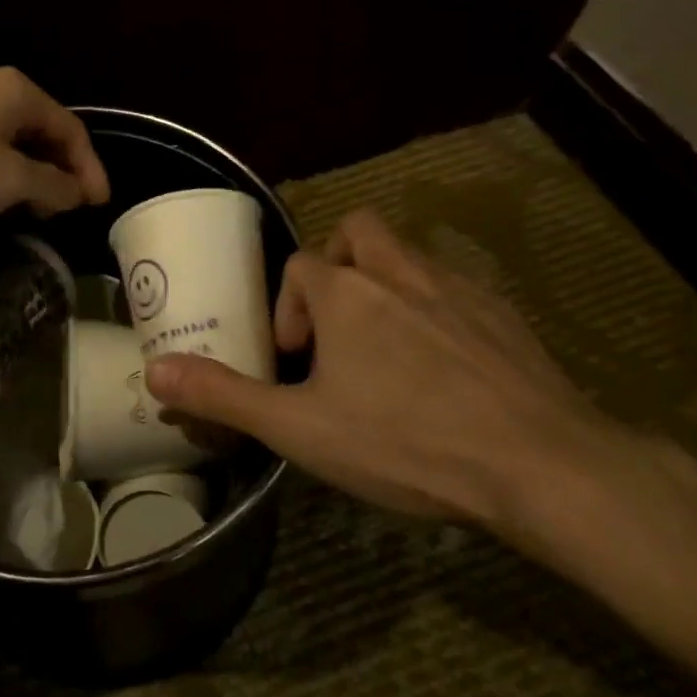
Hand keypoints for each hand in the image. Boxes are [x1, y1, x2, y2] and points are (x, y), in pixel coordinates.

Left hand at [0, 67, 110, 222]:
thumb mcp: (8, 180)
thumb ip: (52, 186)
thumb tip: (77, 192)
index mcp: (21, 94)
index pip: (73, 131)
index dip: (90, 170)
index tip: (98, 207)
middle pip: (46, 133)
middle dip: (62, 173)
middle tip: (68, 211)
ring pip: (15, 143)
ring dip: (32, 176)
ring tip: (38, 211)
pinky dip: (2, 174)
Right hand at [145, 208, 615, 524]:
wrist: (542, 465)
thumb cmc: (408, 441)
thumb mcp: (301, 429)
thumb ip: (224, 396)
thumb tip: (154, 372)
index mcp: (346, 291)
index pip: (300, 266)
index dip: (288, 307)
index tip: (296, 359)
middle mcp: (398, 272)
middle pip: (357, 231)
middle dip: (339, 264)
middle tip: (339, 324)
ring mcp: (456, 287)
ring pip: (409, 255)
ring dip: (388, 283)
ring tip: (388, 347)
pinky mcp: (502, 313)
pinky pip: (455, 288)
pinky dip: (436, 309)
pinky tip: (447, 367)